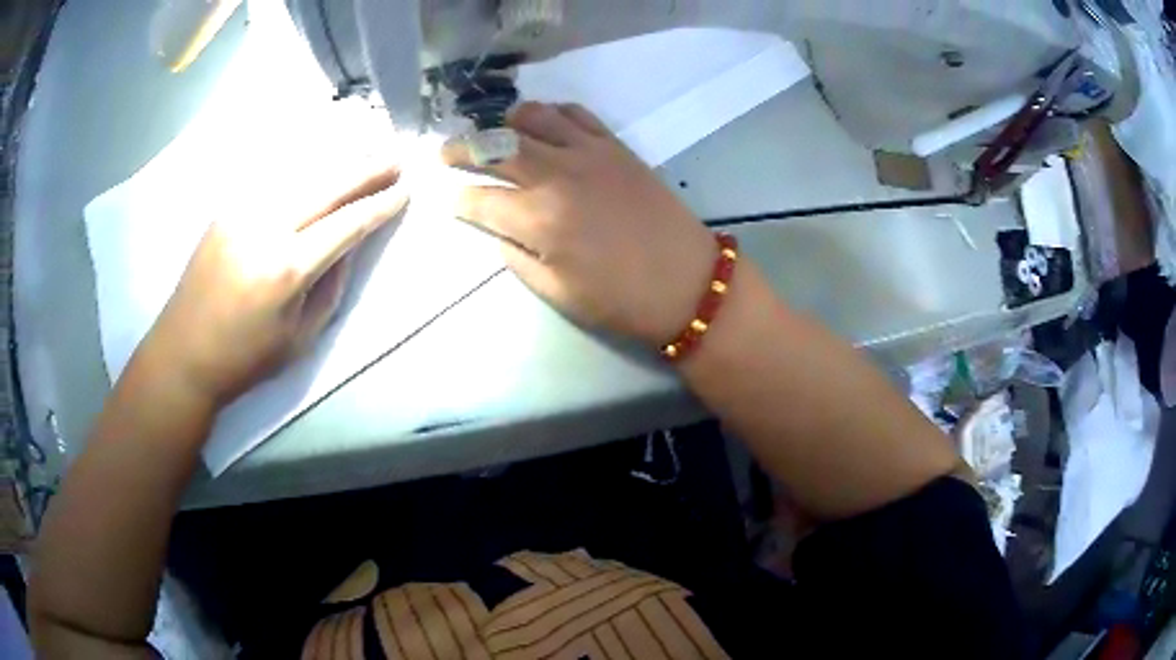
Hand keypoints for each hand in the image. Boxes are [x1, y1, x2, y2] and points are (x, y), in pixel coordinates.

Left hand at [139, 165, 407, 404]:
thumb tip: (349, 246)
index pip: (347, 225)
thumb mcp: (300, 339)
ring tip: (366, 147)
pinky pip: (271, 178)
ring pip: (299, 173)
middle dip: (366, 169)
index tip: (404, 190)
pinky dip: (301, 164)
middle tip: (396, 157)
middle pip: (327, 186)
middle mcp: (266, 229)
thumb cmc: (245, 359)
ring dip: (337, 159)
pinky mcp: (226, 210)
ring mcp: (242, 213)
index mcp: (288, 270)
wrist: (183, 353)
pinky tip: (319, 156)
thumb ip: (331, 288)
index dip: (379, 205)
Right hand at [447, 102, 716, 346]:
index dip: (459, 200)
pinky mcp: (615, 146)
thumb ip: (516, 257)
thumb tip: (497, 229)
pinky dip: (551, 113)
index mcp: (538, 220)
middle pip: (495, 148)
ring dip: (504, 123)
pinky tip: (544, 125)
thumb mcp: (557, 293)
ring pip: (532, 118)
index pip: (480, 200)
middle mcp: (556, 176)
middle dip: (461, 148)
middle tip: (446, 152)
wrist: (688, 283)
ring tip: (495, 134)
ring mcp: (588, 154)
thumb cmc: (621, 300)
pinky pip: (576, 114)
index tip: (452, 200)